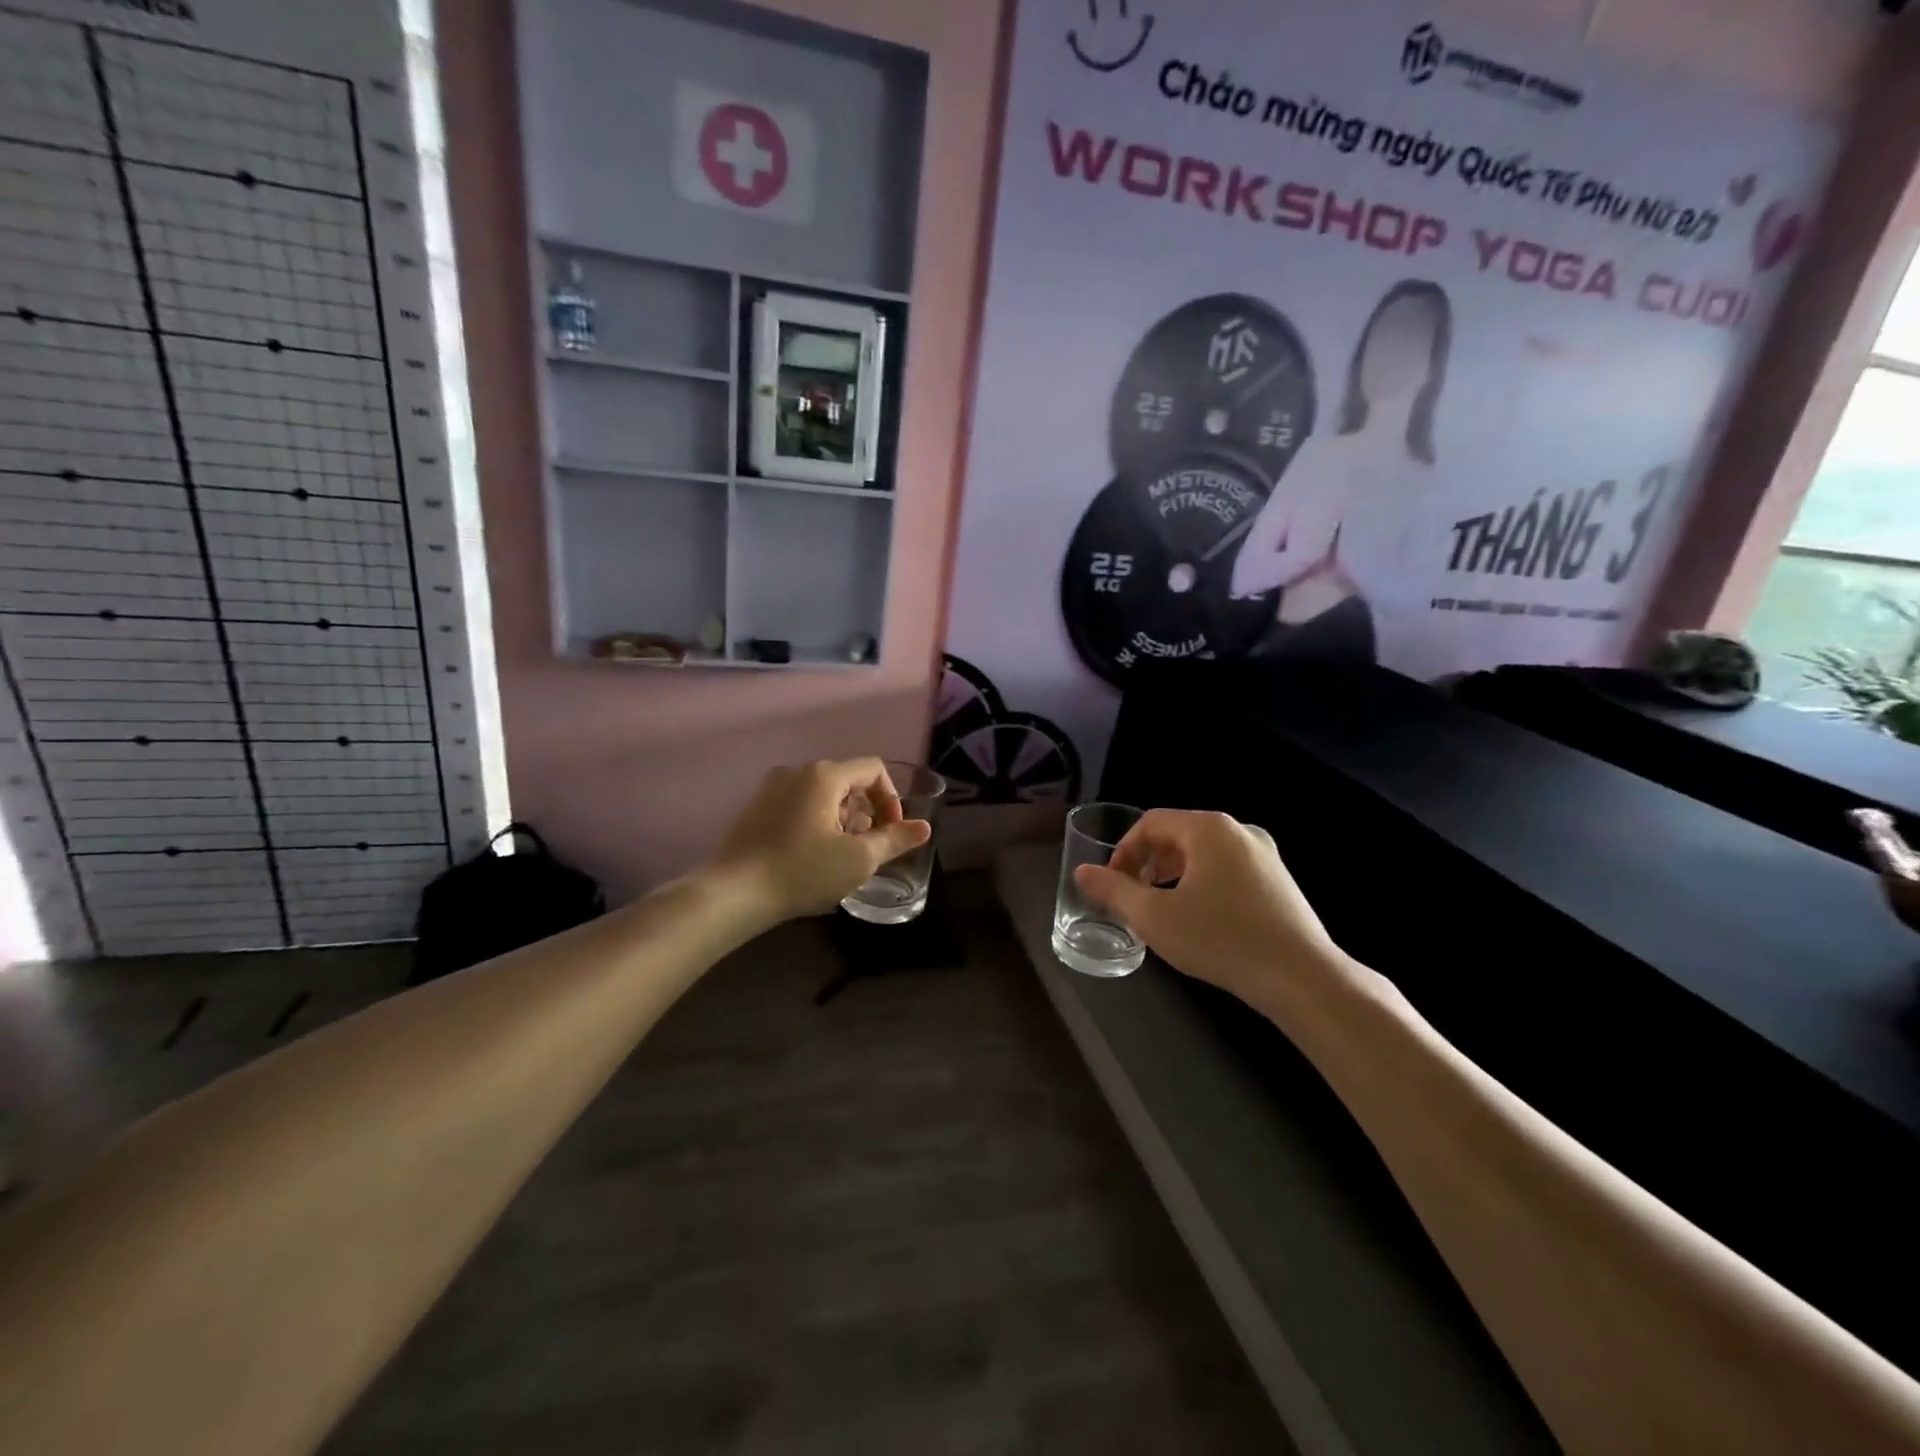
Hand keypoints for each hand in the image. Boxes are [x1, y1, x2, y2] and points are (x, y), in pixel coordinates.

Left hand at [706, 759, 931, 923]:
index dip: (892, 799)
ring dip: (842, 819)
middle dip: (866, 811)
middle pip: (848, 780)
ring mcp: (772, 787)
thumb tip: (924, 828)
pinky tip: (812, 855)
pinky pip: (799, 803)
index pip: (873, 769)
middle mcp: (797, 771)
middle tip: (866, 848)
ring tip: (840, 855)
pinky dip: (817, 821)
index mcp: (824, 775)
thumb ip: (895, 840)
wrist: (732, 893)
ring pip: (823, 794)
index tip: (892, 832)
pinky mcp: (756, 807)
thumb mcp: (858, 859)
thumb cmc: (802, 871)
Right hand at [1074, 809, 1346, 1009]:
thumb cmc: (1220, 939)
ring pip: (1203, 854)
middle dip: (1147, 864)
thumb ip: (1113, 891)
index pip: (1151, 823)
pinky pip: (1227, 869)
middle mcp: (1238, 830)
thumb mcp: (1154, 917)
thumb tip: (1082, 872)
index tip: (1112, 885)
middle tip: (1133, 898)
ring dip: (1173, 875)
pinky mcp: (1279, 880)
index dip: (1123, 851)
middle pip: (1177, 835)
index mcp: (1208, 828)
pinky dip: (1202, 884)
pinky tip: (1200, 920)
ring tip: (1161, 910)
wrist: (1301, 978)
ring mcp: (1264, 854)